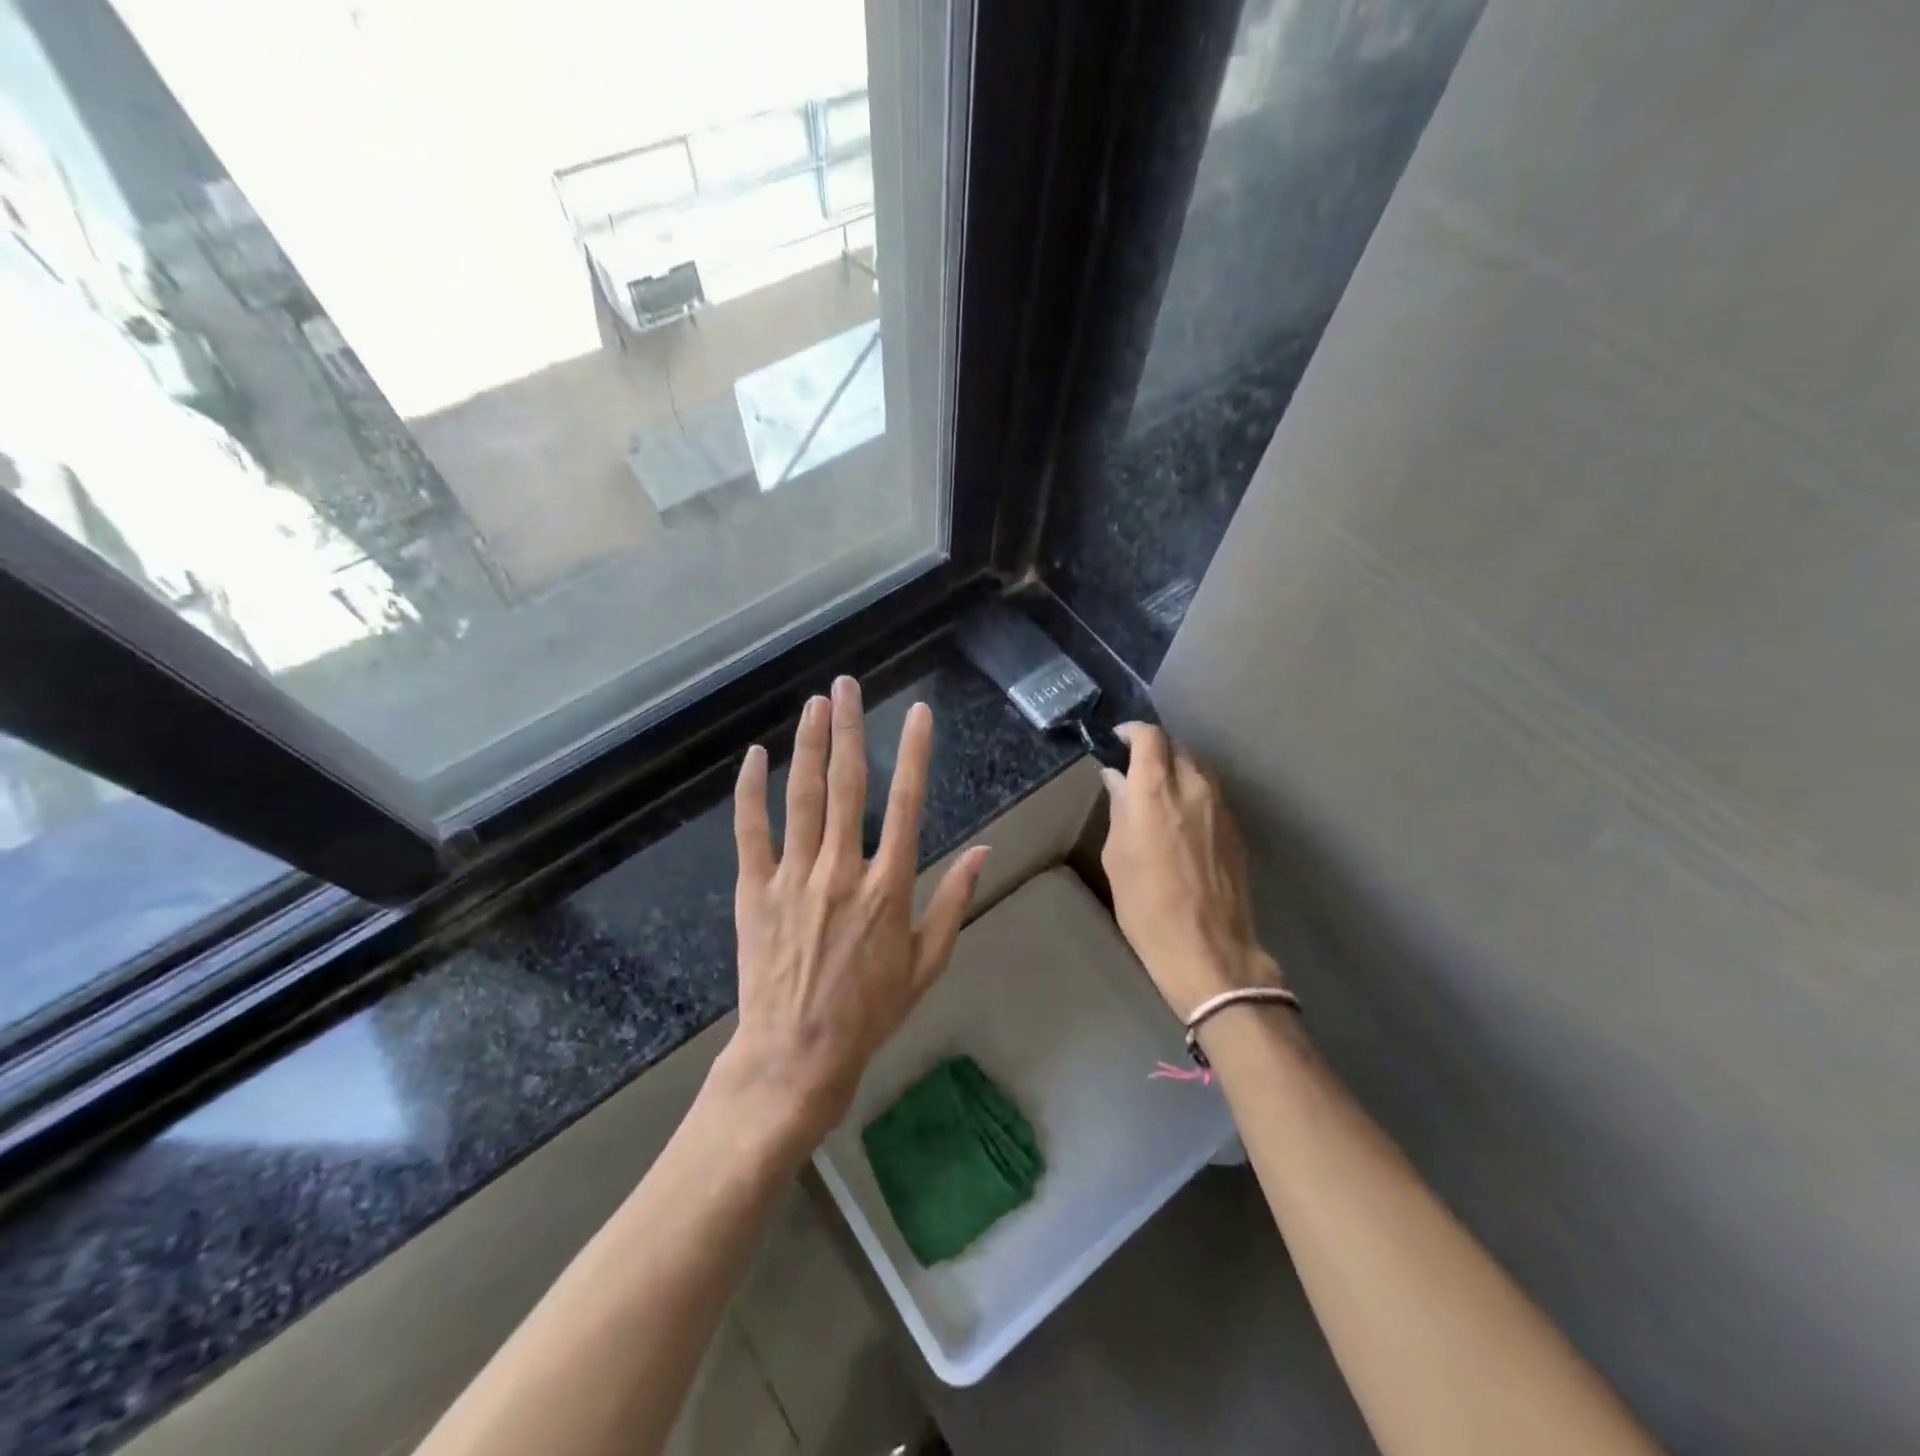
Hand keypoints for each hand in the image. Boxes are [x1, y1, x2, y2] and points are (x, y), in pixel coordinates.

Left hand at [716, 676, 989, 1152]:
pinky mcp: (755, 890)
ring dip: (809, 746)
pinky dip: (751, 792)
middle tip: (846, 686)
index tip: (918, 713)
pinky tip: (754, 757)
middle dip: (849, 729)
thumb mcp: (928, 963)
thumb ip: (954, 901)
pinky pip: (751, 831)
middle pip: (849, 785)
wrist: (797, 1054)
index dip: (916, 753)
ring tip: (813, 704)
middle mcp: (843, 870)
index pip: (910, 804)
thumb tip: (985, 850)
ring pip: (802, 797)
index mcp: (889, 886)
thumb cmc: (870, 1012)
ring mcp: (795, 877)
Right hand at [1100, 723, 1281, 1019]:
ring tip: (1159, 790)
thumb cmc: (1147, 907)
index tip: (1119, 739)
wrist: (1208, 950)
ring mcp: (1221, 808)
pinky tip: (1182, 817)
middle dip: (1156, 750)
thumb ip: (1120, 810)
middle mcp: (1193, 789)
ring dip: (1178, 768)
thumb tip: (1118, 779)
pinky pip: (1212, 794)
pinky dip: (1194, 792)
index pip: (1151, 737)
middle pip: (1177, 747)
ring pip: (1199, 768)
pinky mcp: (1236, 829)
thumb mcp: (1117, 857)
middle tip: (1136, 767)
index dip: (1133, 731)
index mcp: (1156, 792)